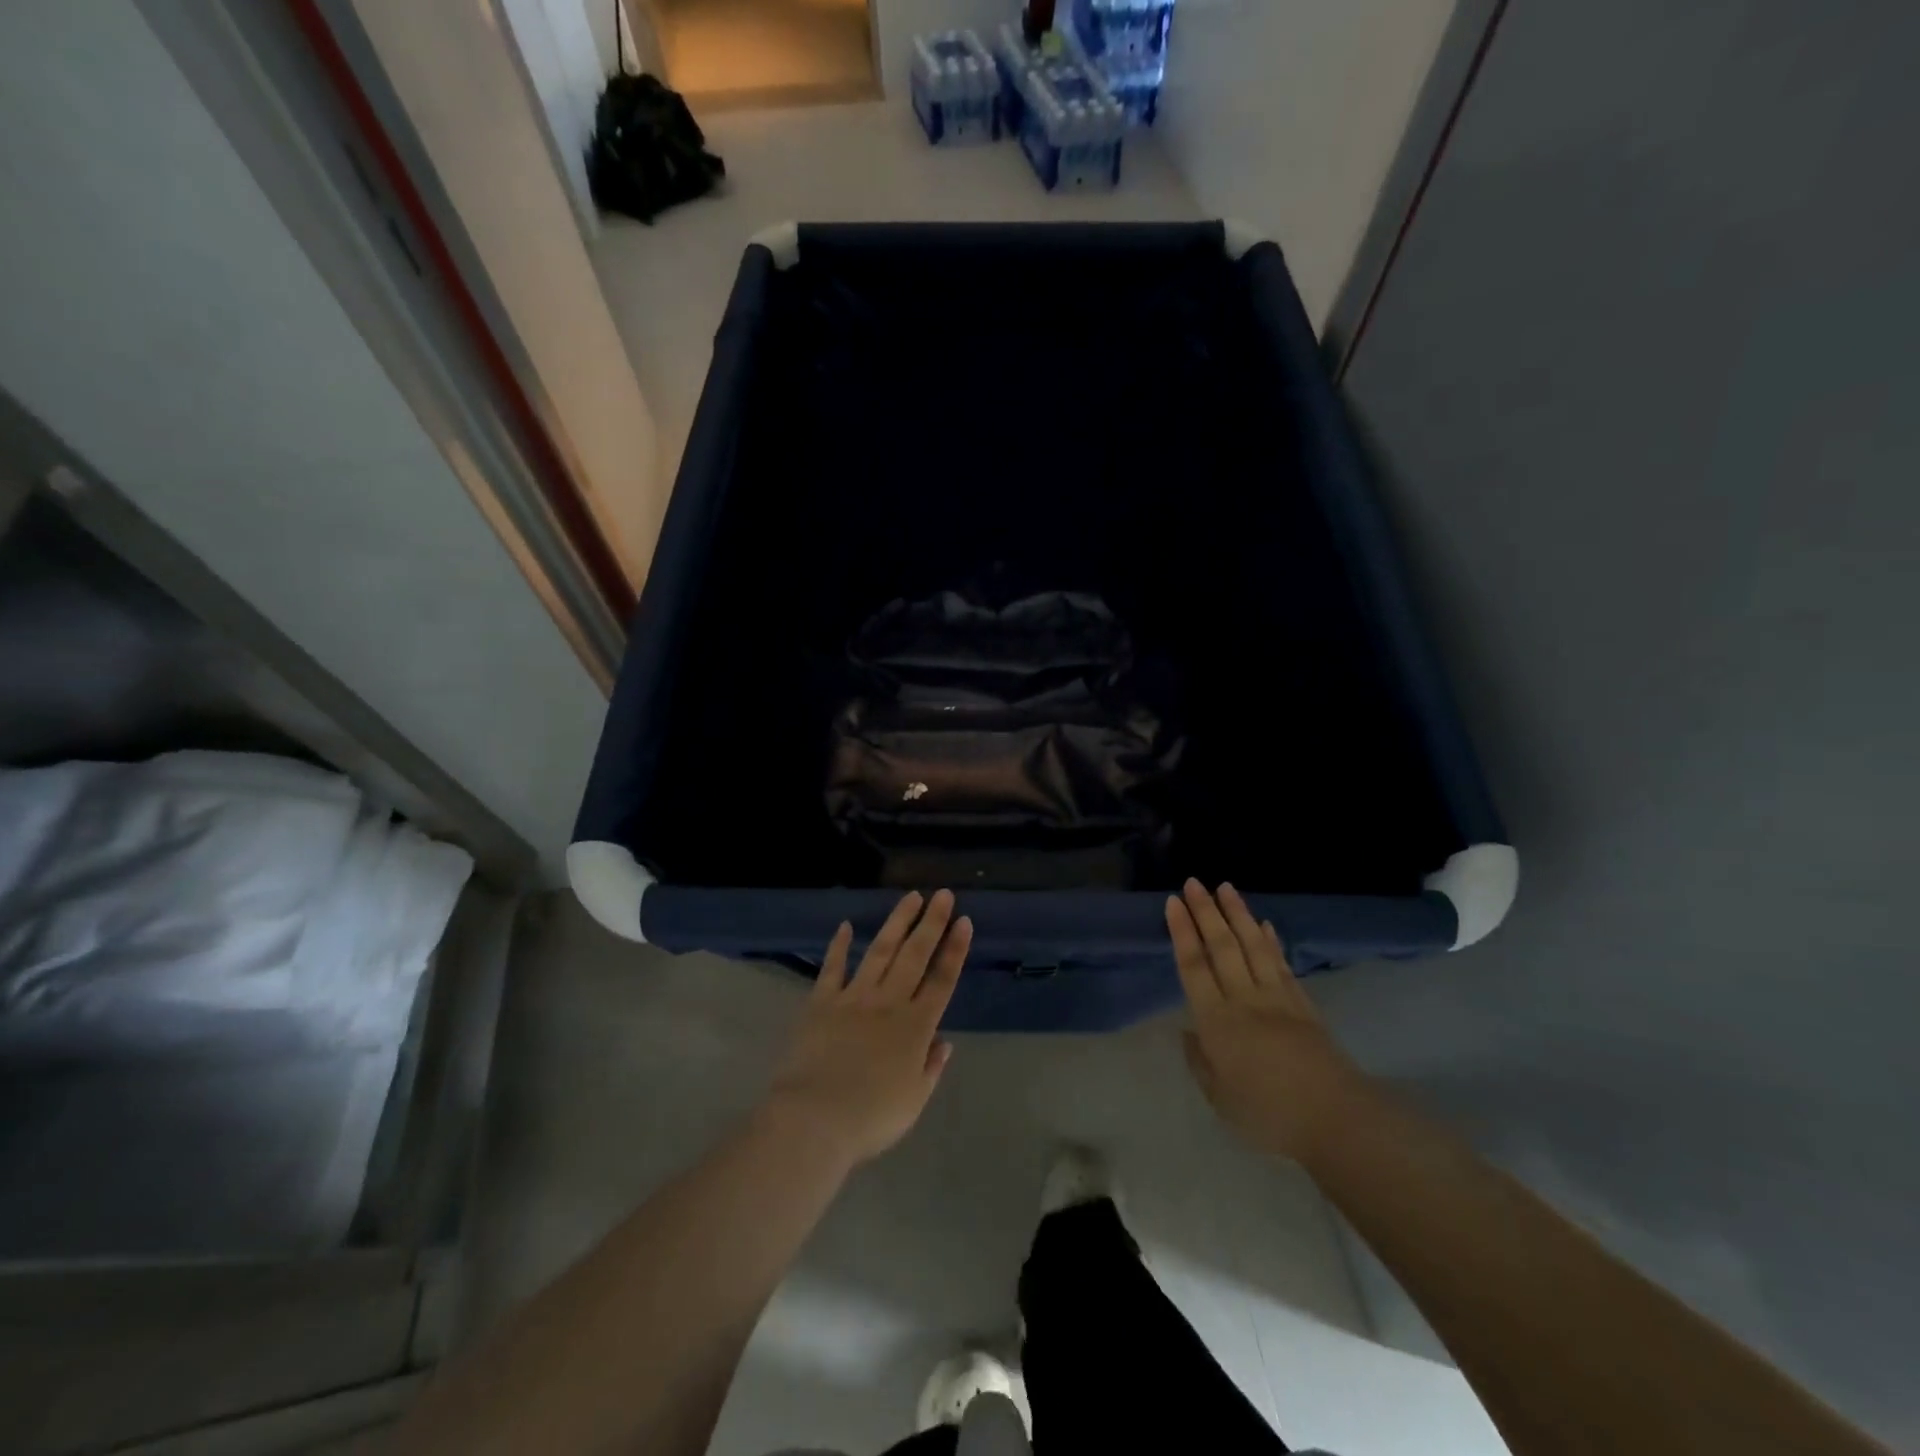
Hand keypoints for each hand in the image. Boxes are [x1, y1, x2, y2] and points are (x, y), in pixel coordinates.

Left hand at [764, 890, 970, 1168]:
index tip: (964, 921)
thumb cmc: (871, 1117)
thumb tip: (943, 1042)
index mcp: (916, 1027)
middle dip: (931, 923)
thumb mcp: (914, 1101)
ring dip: (897, 923)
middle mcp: (889, 1003)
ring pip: (880, 951)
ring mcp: (854, 998)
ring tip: (910, 897)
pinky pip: (832, 968)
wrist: (815, 1119)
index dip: (955, 950)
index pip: (942, 980)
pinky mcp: (822, 1002)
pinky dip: (839, 946)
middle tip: (943, 894)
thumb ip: (930, 1068)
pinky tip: (845, 926)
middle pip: (915, 955)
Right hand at [1167, 880, 1368, 1164]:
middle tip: (1195, 882)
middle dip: (1206, 912)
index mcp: (1217, 1022)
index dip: (1182, 932)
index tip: (1174, 902)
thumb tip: (1189, 1033)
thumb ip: (1201, 1063)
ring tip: (1227, 888)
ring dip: (1238, 914)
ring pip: (1253, 946)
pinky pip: (1282, 964)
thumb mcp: (1220, 1099)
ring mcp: (1277, 998)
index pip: (1194, 966)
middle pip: (1222, 946)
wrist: (1335, 1120)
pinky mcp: (1304, 1005)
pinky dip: (1271, 941)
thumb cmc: (1268, 1116)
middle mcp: (1244, 999)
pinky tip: (1264, 925)